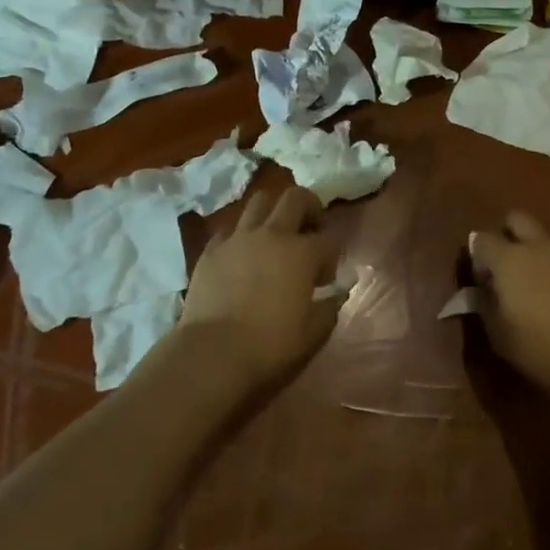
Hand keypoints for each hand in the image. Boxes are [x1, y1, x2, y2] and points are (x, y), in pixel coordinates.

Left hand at [180, 186, 339, 389]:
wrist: (212, 352)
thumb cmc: (269, 344)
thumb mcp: (312, 333)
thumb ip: (329, 309)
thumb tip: (337, 295)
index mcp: (302, 253)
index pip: (328, 239)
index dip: (331, 255)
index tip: (325, 279)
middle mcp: (272, 234)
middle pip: (296, 197)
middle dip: (309, 207)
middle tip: (309, 229)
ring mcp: (239, 238)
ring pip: (260, 201)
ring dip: (273, 211)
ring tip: (274, 233)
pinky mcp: (212, 249)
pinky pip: (230, 229)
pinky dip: (240, 236)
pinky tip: (241, 255)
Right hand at [468, 211, 549, 403]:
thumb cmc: (537, 346)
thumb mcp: (498, 332)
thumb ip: (483, 304)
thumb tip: (477, 290)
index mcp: (508, 258)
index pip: (481, 239)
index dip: (476, 257)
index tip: (481, 282)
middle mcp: (535, 248)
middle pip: (516, 219)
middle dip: (505, 234)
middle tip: (502, 266)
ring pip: (539, 238)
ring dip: (528, 251)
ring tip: (527, 286)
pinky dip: (547, 267)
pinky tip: (549, 296)